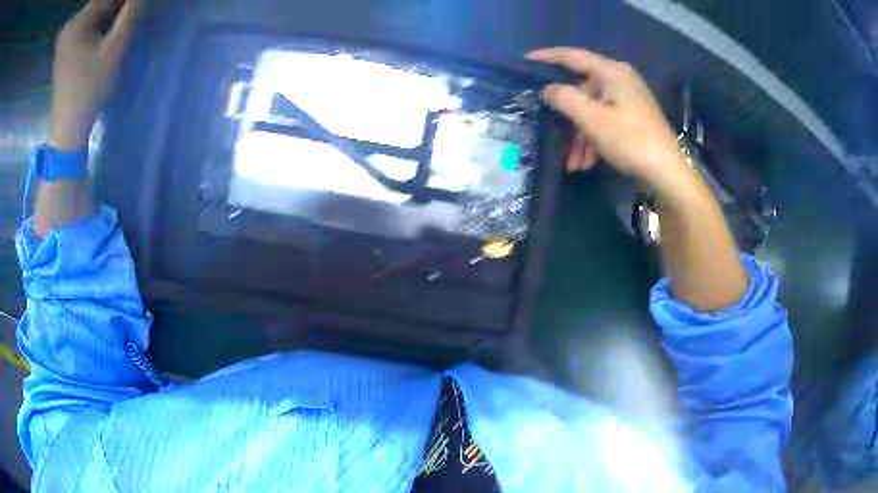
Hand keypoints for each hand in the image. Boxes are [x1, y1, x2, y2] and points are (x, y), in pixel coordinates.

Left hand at [49, 0, 140, 150]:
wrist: (68, 127)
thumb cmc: (90, 88)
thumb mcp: (115, 47)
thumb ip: (131, 12)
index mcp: (78, 21)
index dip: (126, 1)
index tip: (137, 9)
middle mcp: (70, 25)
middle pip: (101, 4)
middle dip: (118, 7)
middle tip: (130, 20)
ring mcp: (65, 38)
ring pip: (95, 14)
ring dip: (110, 17)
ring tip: (119, 30)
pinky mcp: (64, 49)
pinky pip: (86, 26)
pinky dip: (99, 27)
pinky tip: (104, 39)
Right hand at [526, 47, 688, 192]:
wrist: (667, 173)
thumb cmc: (631, 141)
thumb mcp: (593, 120)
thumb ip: (566, 99)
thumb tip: (547, 89)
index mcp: (612, 73)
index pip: (574, 56)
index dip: (548, 56)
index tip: (526, 59)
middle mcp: (620, 80)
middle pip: (583, 90)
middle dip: (569, 117)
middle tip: (556, 137)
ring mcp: (628, 99)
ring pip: (593, 110)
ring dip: (580, 136)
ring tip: (575, 163)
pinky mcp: (632, 117)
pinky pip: (605, 120)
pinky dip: (594, 139)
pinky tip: (588, 162)